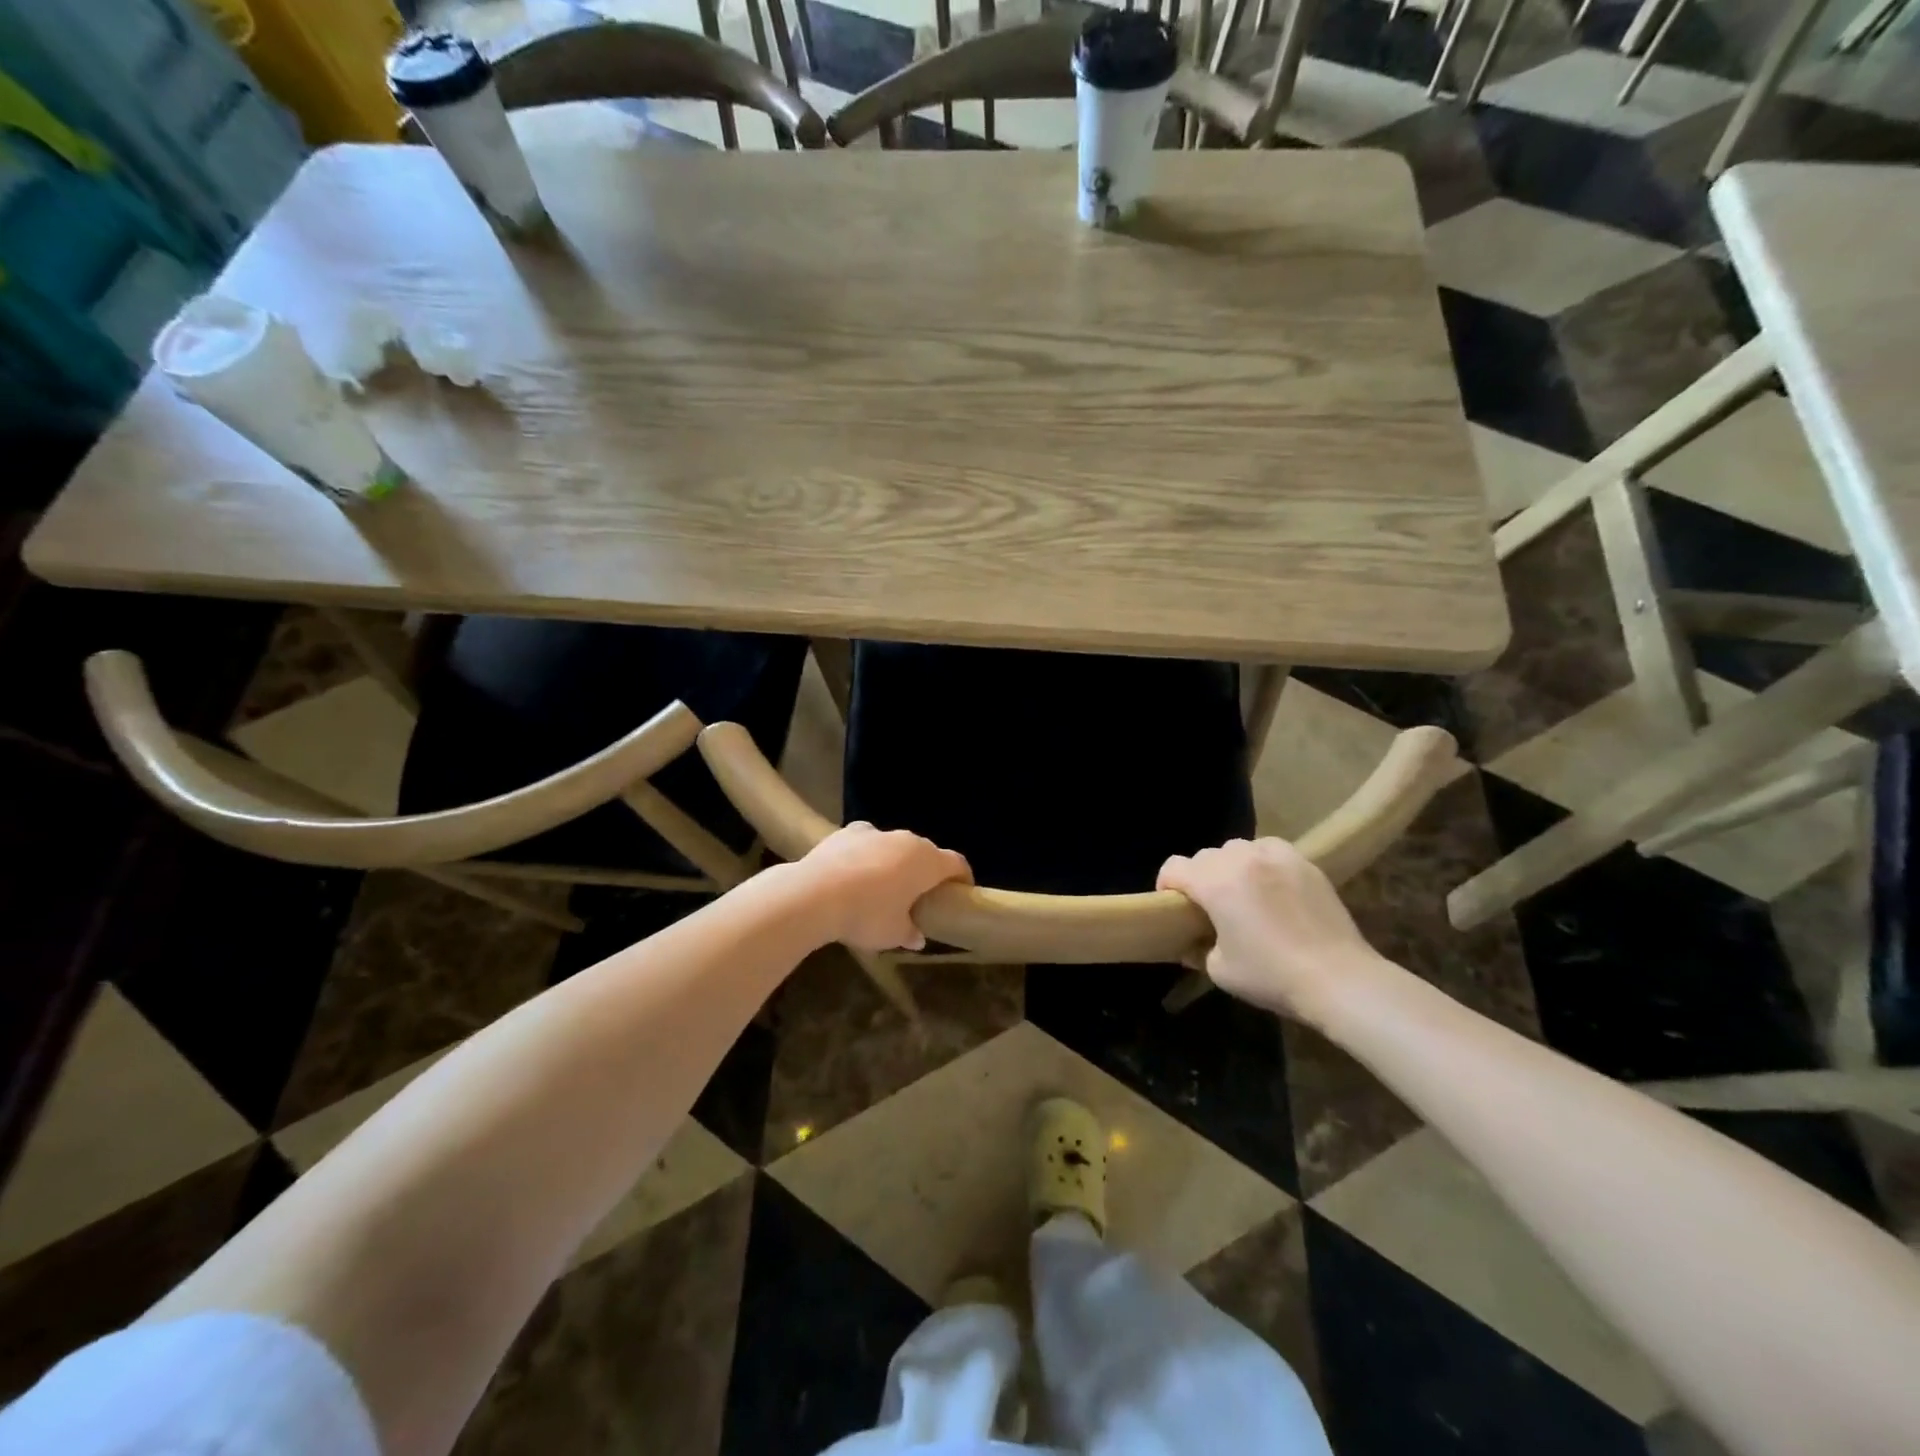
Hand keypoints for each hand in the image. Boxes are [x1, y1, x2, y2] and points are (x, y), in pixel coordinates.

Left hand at [797, 822, 971, 951]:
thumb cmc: (866, 915)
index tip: (960, 892)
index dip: (962, 878)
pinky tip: (854, 874)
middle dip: (926, 871)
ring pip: (895, 846)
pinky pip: (867, 843)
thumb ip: (910, 933)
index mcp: (927, 862)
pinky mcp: (848, 831)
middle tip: (919, 895)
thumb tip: (917, 937)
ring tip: (883, 886)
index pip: (957, 863)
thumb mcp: (893, 934)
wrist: (814, 893)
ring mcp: (877, 832)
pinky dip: (867, 855)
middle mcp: (907, 840)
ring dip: (896, 862)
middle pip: (926, 853)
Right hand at [1157, 838, 1386, 1020]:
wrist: (1338, 978)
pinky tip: (1271, 887)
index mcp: (1214, 882)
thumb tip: (1194, 943)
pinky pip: (1270, 850)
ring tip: (1242, 893)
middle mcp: (1241, 860)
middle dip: (1200, 878)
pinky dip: (1262, 862)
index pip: (1174, 867)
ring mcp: (1276, 856)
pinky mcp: (1304, 862)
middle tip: (1210, 907)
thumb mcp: (1220, 970)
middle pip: (1205, 856)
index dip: (1166, 885)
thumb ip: (1198, 949)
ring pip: (1238, 848)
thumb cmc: (1272, 975)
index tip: (1174, 907)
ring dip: (1230, 866)